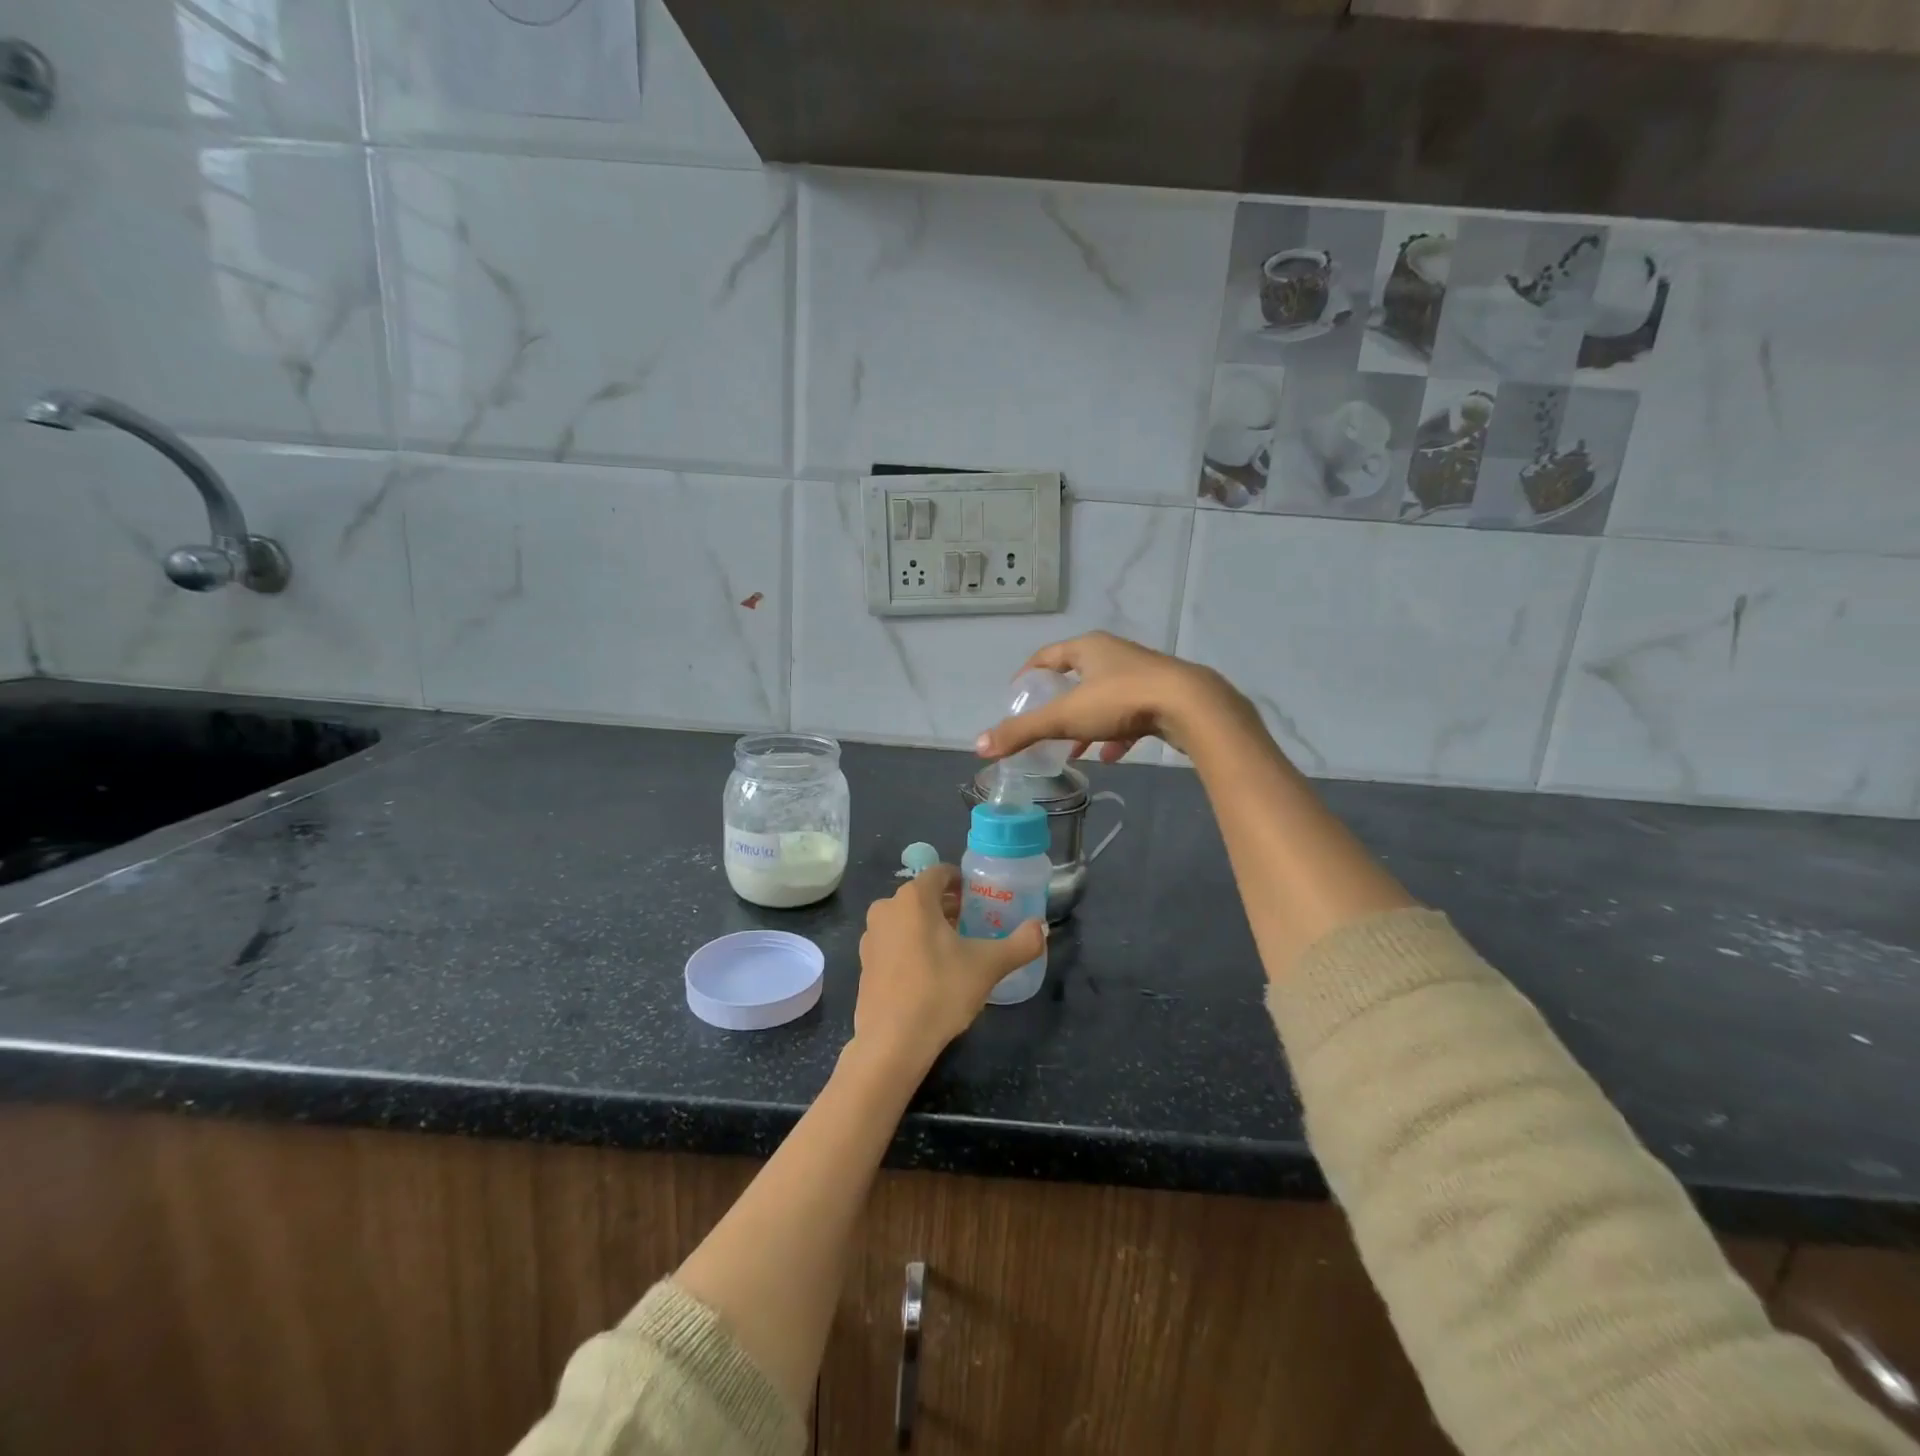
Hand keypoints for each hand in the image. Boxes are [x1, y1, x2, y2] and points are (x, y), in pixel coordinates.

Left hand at [853, 865, 1046, 1071]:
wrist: (892, 1042)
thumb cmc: (940, 992)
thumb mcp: (988, 966)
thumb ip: (1021, 943)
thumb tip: (1042, 928)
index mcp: (913, 898)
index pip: (940, 873)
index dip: (962, 881)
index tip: (981, 898)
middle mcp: (886, 908)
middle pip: (923, 896)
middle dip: (949, 906)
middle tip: (975, 924)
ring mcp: (871, 936)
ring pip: (907, 919)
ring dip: (930, 926)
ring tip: (956, 948)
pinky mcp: (865, 962)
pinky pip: (894, 941)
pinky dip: (912, 945)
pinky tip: (931, 972)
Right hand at [975, 631, 1247, 763]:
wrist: (1189, 706)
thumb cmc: (1121, 700)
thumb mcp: (1065, 718)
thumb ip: (1022, 732)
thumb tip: (979, 745)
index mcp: (1088, 648)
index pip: (1048, 655)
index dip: (1028, 675)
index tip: (1016, 696)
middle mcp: (1114, 655)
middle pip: (1077, 677)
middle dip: (1059, 705)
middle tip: (1044, 727)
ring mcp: (1141, 675)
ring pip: (1104, 698)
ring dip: (1087, 724)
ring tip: (1074, 750)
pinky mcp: (1161, 697)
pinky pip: (1130, 715)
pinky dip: (1115, 734)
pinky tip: (1111, 757)